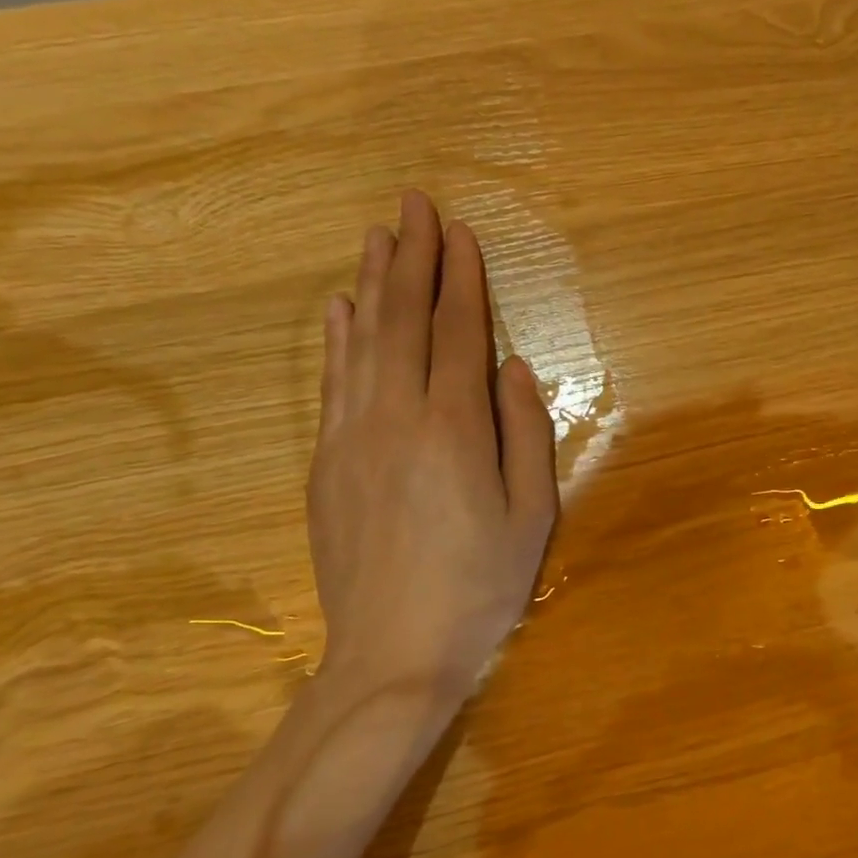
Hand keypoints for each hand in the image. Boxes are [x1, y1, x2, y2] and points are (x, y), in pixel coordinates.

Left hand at [306, 189, 556, 713]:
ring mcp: (351, 438)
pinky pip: (331, 382)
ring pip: (361, 342)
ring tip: (377, 235)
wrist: (391, 655)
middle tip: (414, 203)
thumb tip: (512, 367)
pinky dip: (337, 338)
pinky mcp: (325, 463)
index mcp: (454, 429)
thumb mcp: (531, 515)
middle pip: (403, 320)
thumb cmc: (480, 587)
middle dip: (412, 257)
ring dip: (372, 283)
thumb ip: (525, 432)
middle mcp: (396, 418)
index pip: (457, 332)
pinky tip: (339, 307)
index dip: (460, 278)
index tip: (460, 232)